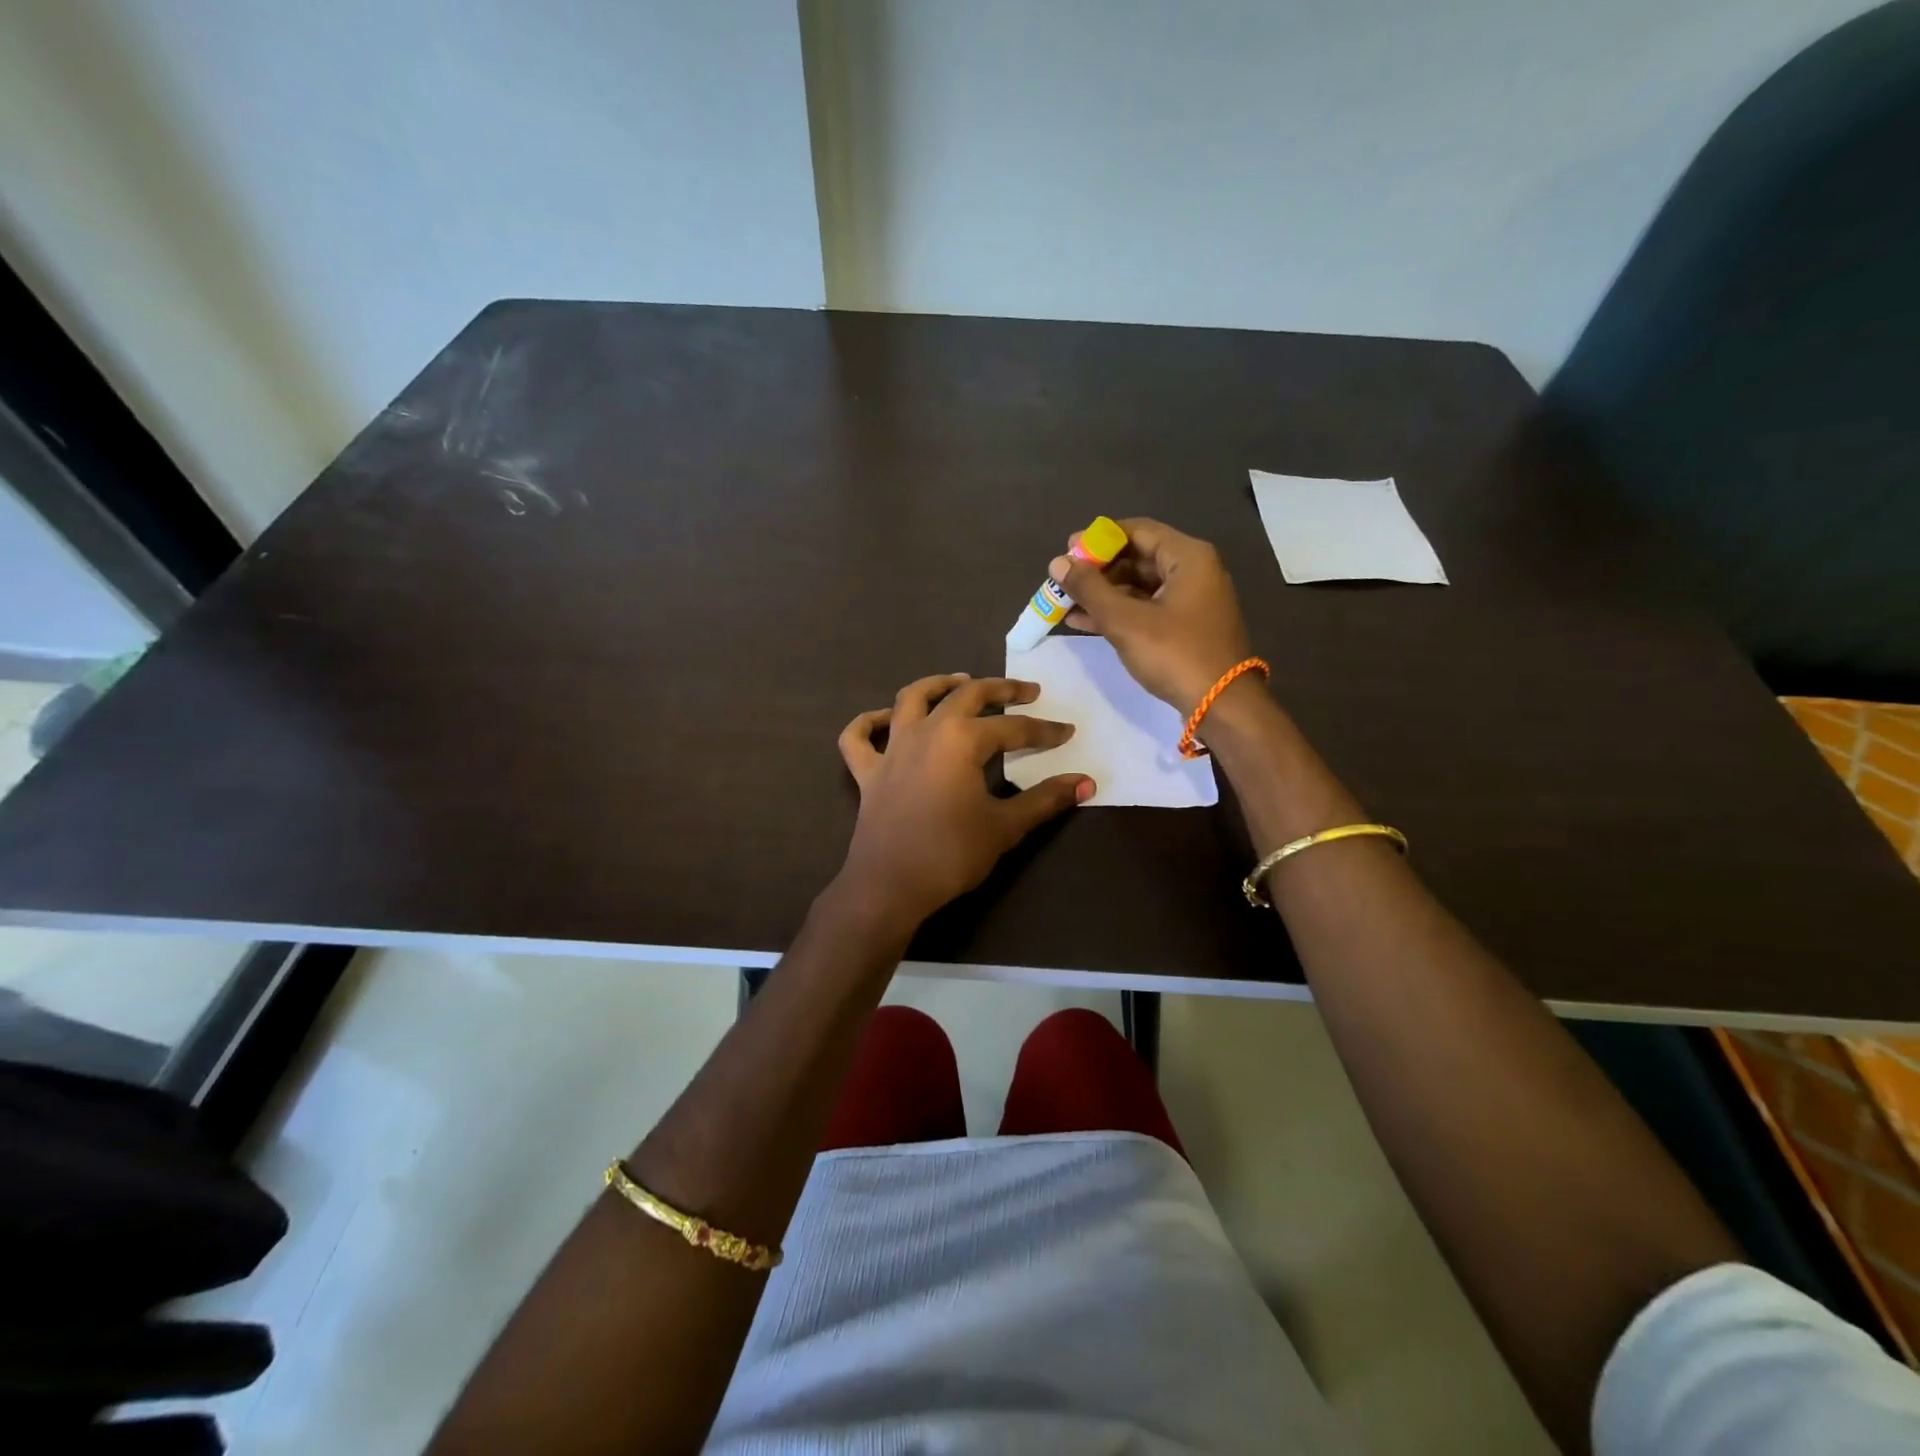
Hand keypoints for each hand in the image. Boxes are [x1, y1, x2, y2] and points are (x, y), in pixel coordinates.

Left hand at [836, 674, 1093, 925]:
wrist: (890, 886)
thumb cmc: (951, 854)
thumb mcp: (1005, 826)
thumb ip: (1045, 799)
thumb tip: (1086, 783)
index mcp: (962, 739)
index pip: (1012, 728)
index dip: (1044, 730)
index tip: (1067, 733)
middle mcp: (926, 731)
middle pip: (965, 695)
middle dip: (999, 690)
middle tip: (1025, 692)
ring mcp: (892, 748)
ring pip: (911, 699)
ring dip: (937, 684)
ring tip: (960, 681)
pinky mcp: (868, 772)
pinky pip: (859, 737)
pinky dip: (869, 722)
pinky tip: (885, 719)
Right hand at [1055, 517, 1255, 713]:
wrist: (1221, 705)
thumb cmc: (1175, 654)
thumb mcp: (1126, 620)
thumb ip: (1089, 589)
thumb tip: (1058, 563)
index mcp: (1187, 557)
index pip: (1137, 531)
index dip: (1099, 539)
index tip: (1067, 551)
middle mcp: (1193, 571)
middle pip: (1137, 557)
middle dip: (1097, 569)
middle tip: (1062, 580)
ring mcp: (1190, 600)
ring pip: (1138, 586)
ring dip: (1102, 594)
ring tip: (1064, 602)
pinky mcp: (1184, 627)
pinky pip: (1145, 608)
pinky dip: (1116, 612)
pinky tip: (1082, 621)